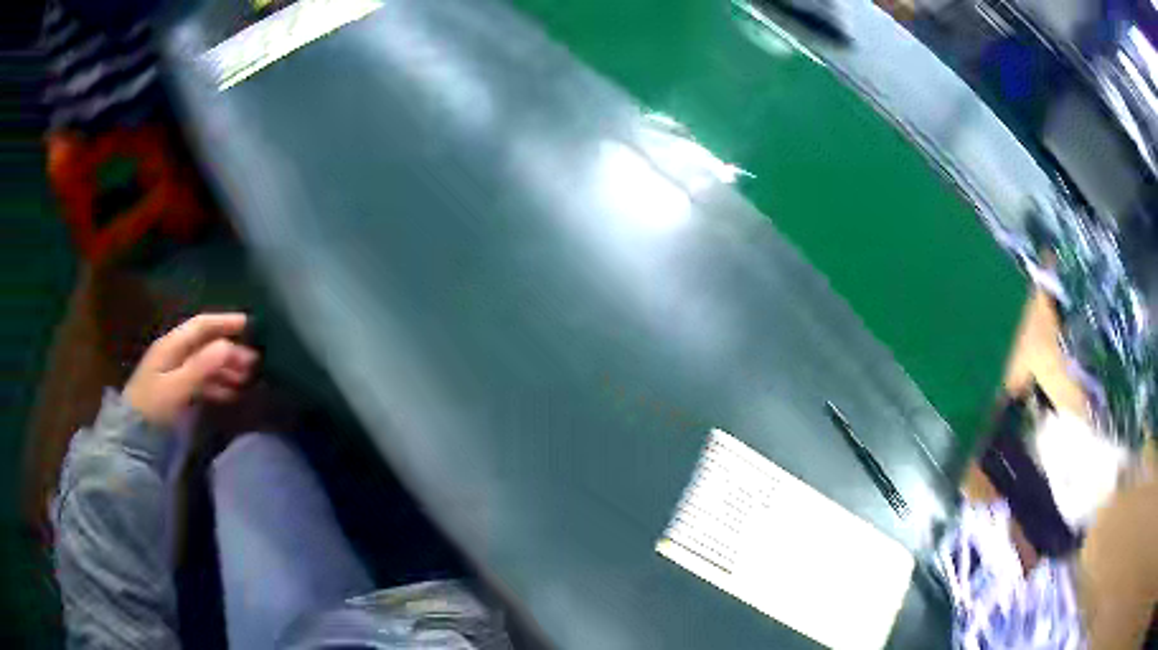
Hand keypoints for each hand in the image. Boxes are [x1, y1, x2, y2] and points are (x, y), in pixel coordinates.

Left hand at [123, 313, 257, 427]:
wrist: (133, 436)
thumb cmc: (154, 408)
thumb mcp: (176, 387)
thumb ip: (200, 366)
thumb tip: (227, 345)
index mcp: (172, 345)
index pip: (201, 326)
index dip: (224, 322)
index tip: (249, 324)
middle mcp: (174, 353)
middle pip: (205, 344)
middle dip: (230, 350)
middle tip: (254, 362)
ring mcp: (174, 371)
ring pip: (205, 363)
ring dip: (226, 368)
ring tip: (246, 380)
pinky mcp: (176, 390)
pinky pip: (201, 380)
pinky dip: (217, 384)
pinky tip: (230, 394)